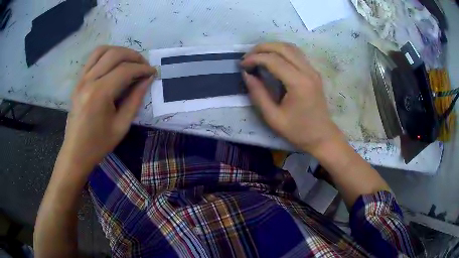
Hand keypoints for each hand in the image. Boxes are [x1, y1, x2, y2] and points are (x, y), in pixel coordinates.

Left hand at [60, 46, 155, 171]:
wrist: (75, 152)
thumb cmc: (99, 144)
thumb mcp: (121, 126)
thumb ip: (135, 99)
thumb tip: (147, 80)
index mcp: (99, 94)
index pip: (125, 70)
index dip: (142, 68)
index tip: (153, 72)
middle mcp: (89, 81)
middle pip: (114, 54)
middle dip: (133, 56)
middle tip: (144, 65)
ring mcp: (81, 79)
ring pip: (102, 50)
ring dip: (119, 51)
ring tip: (130, 61)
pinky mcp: (78, 81)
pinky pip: (93, 58)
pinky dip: (106, 54)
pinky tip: (114, 63)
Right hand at [241, 42, 342, 154]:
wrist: (322, 136)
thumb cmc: (298, 131)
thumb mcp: (273, 117)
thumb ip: (258, 94)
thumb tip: (246, 74)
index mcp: (298, 83)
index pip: (273, 60)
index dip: (254, 58)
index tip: (242, 65)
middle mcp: (307, 71)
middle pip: (283, 47)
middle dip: (262, 48)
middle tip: (247, 56)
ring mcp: (312, 70)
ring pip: (291, 47)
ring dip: (272, 47)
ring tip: (257, 55)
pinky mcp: (313, 72)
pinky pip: (296, 54)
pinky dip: (281, 51)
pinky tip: (272, 58)